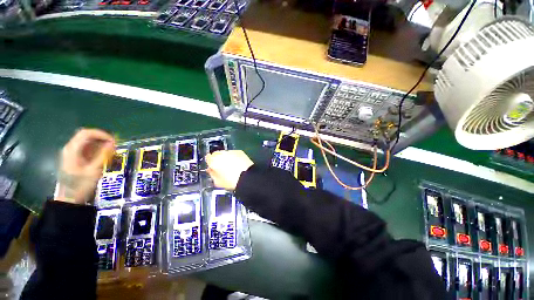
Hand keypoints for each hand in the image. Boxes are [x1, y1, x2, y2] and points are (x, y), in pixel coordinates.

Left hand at [56, 128, 114, 204]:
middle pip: (86, 136)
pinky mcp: (74, 158)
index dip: (101, 134)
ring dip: (100, 144)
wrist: (69, 199)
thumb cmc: (80, 185)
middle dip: (102, 138)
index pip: (86, 133)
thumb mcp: (94, 170)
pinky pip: (86, 148)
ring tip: (111, 151)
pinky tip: (103, 156)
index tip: (114, 140)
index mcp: (72, 149)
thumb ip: (103, 155)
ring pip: (87, 142)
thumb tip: (113, 142)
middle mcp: (70, 148)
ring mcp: (71, 153)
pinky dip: (96, 149)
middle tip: (114, 145)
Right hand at [205, 150, 253, 189]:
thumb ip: (212, 174)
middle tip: (223, 167)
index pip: (208, 157)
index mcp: (213, 161)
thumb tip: (210, 170)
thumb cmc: (230, 181)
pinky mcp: (240, 151)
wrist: (247, 177)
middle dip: (218, 159)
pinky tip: (238, 163)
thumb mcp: (218, 182)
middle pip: (217, 154)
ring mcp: (231, 151)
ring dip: (227, 157)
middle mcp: (221, 154)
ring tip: (232, 166)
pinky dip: (235, 157)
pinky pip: (234, 153)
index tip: (213, 166)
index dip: (210, 162)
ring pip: (226, 153)